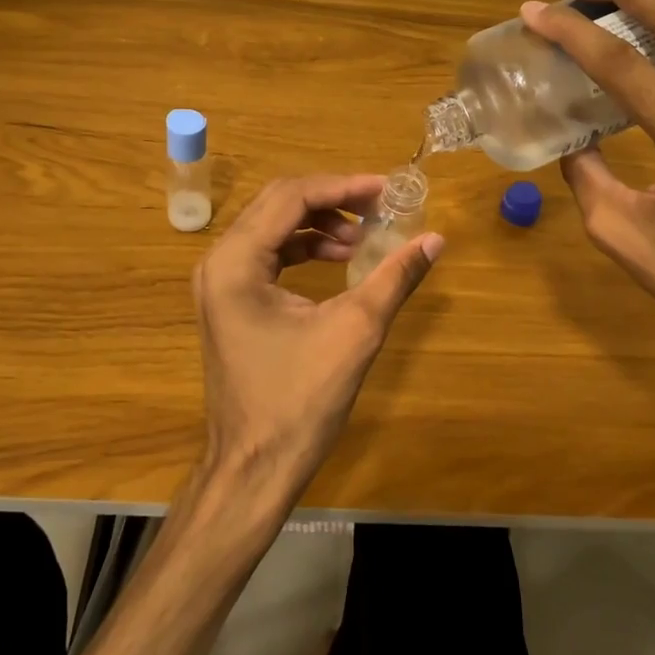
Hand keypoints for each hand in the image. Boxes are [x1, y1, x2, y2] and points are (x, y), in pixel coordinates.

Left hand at [192, 175, 443, 504]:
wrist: (255, 468)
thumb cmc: (300, 402)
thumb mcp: (355, 331)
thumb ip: (395, 277)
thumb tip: (435, 239)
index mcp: (236, 262)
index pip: (292, 197)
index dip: (343, 186)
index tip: (387, 190)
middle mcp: (219, 262)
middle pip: (278, 204)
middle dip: (333, 199)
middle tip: (380, 206)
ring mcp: (220, 282)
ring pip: (273, 226)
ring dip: (320, 224)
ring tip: (364, 238)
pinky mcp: (230, 301)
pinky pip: (269, 254)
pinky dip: (305, 248)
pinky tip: (340, 260)